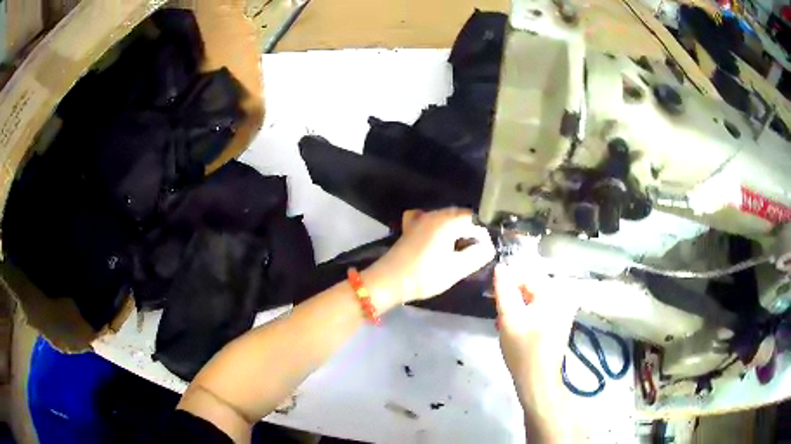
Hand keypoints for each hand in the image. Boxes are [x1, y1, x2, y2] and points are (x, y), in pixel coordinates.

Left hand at [364, 208, 494, 307]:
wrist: (389, 281)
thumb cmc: (425, 275)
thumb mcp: (455, 269)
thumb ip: (476, 256)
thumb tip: (488, 248)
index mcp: (447, 221)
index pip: (474, 220)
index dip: (483, 234)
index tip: (487, 251)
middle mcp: (434, 214)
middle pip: (461, 216)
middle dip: (471, 232)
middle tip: (477, 251)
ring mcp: (420, 219)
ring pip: (446, 218)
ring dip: (457, 230)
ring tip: (462, 249)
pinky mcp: (411, 227)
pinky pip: (431, 221)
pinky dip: (440, 228)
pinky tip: (441, 240)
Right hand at [494, 264, 577, 441]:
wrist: (538, 380)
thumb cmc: (523, 350)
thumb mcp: (509, 318)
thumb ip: (504, 290)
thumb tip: (500, 266)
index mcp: (553, 293)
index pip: (526, 274)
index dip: (507, 282)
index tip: (491, 295)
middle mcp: (562, 297)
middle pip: (531, 286)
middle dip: (512, 296)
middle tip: (497, 312)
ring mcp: (562, 311)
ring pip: (533, 299)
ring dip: (516, 307)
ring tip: (503, 322)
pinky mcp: (559, 323)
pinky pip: (538, 309)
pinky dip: (525, 315)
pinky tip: (514, 328)